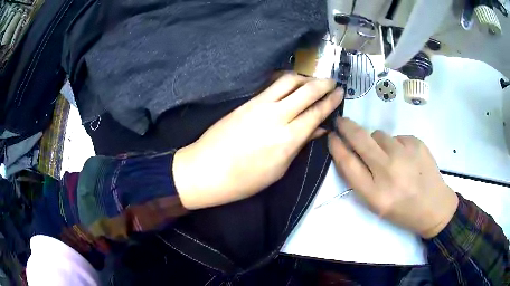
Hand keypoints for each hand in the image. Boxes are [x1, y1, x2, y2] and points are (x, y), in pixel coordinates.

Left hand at [173, 73, 343, 209]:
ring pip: (288, 81)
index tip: (340, 92)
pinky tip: (290, 83)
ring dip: (304, 77)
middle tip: (332, 82)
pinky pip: (270, 84)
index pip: (316, 113)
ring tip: (312, 80)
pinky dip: (285, 80)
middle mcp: (277, 116)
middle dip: (323, 84)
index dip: (331, 101)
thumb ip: (299, 145)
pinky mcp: (246, 102)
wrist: (206, 170)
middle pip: (306, 91)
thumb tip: (317, 129)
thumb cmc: (244, 180)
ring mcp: (259, 105)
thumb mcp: (278, 169)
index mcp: (288, 139)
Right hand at [328, 118, 458, 238]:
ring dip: (376, 142)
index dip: (336, 146)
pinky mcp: (416, 143)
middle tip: (341, 121)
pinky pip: (396, 136)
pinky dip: (395, 144)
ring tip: (389, 157)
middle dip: (346, 127)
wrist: (434, 206)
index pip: (347, 163)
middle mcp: (388, 171)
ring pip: (378, 135)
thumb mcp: (376, 204)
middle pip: (360, 139)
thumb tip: (349, 150)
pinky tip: (405, 158)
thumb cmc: (402, 210)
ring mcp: (404, 154)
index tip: (331, 136)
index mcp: (375, 194)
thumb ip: (360, 179)